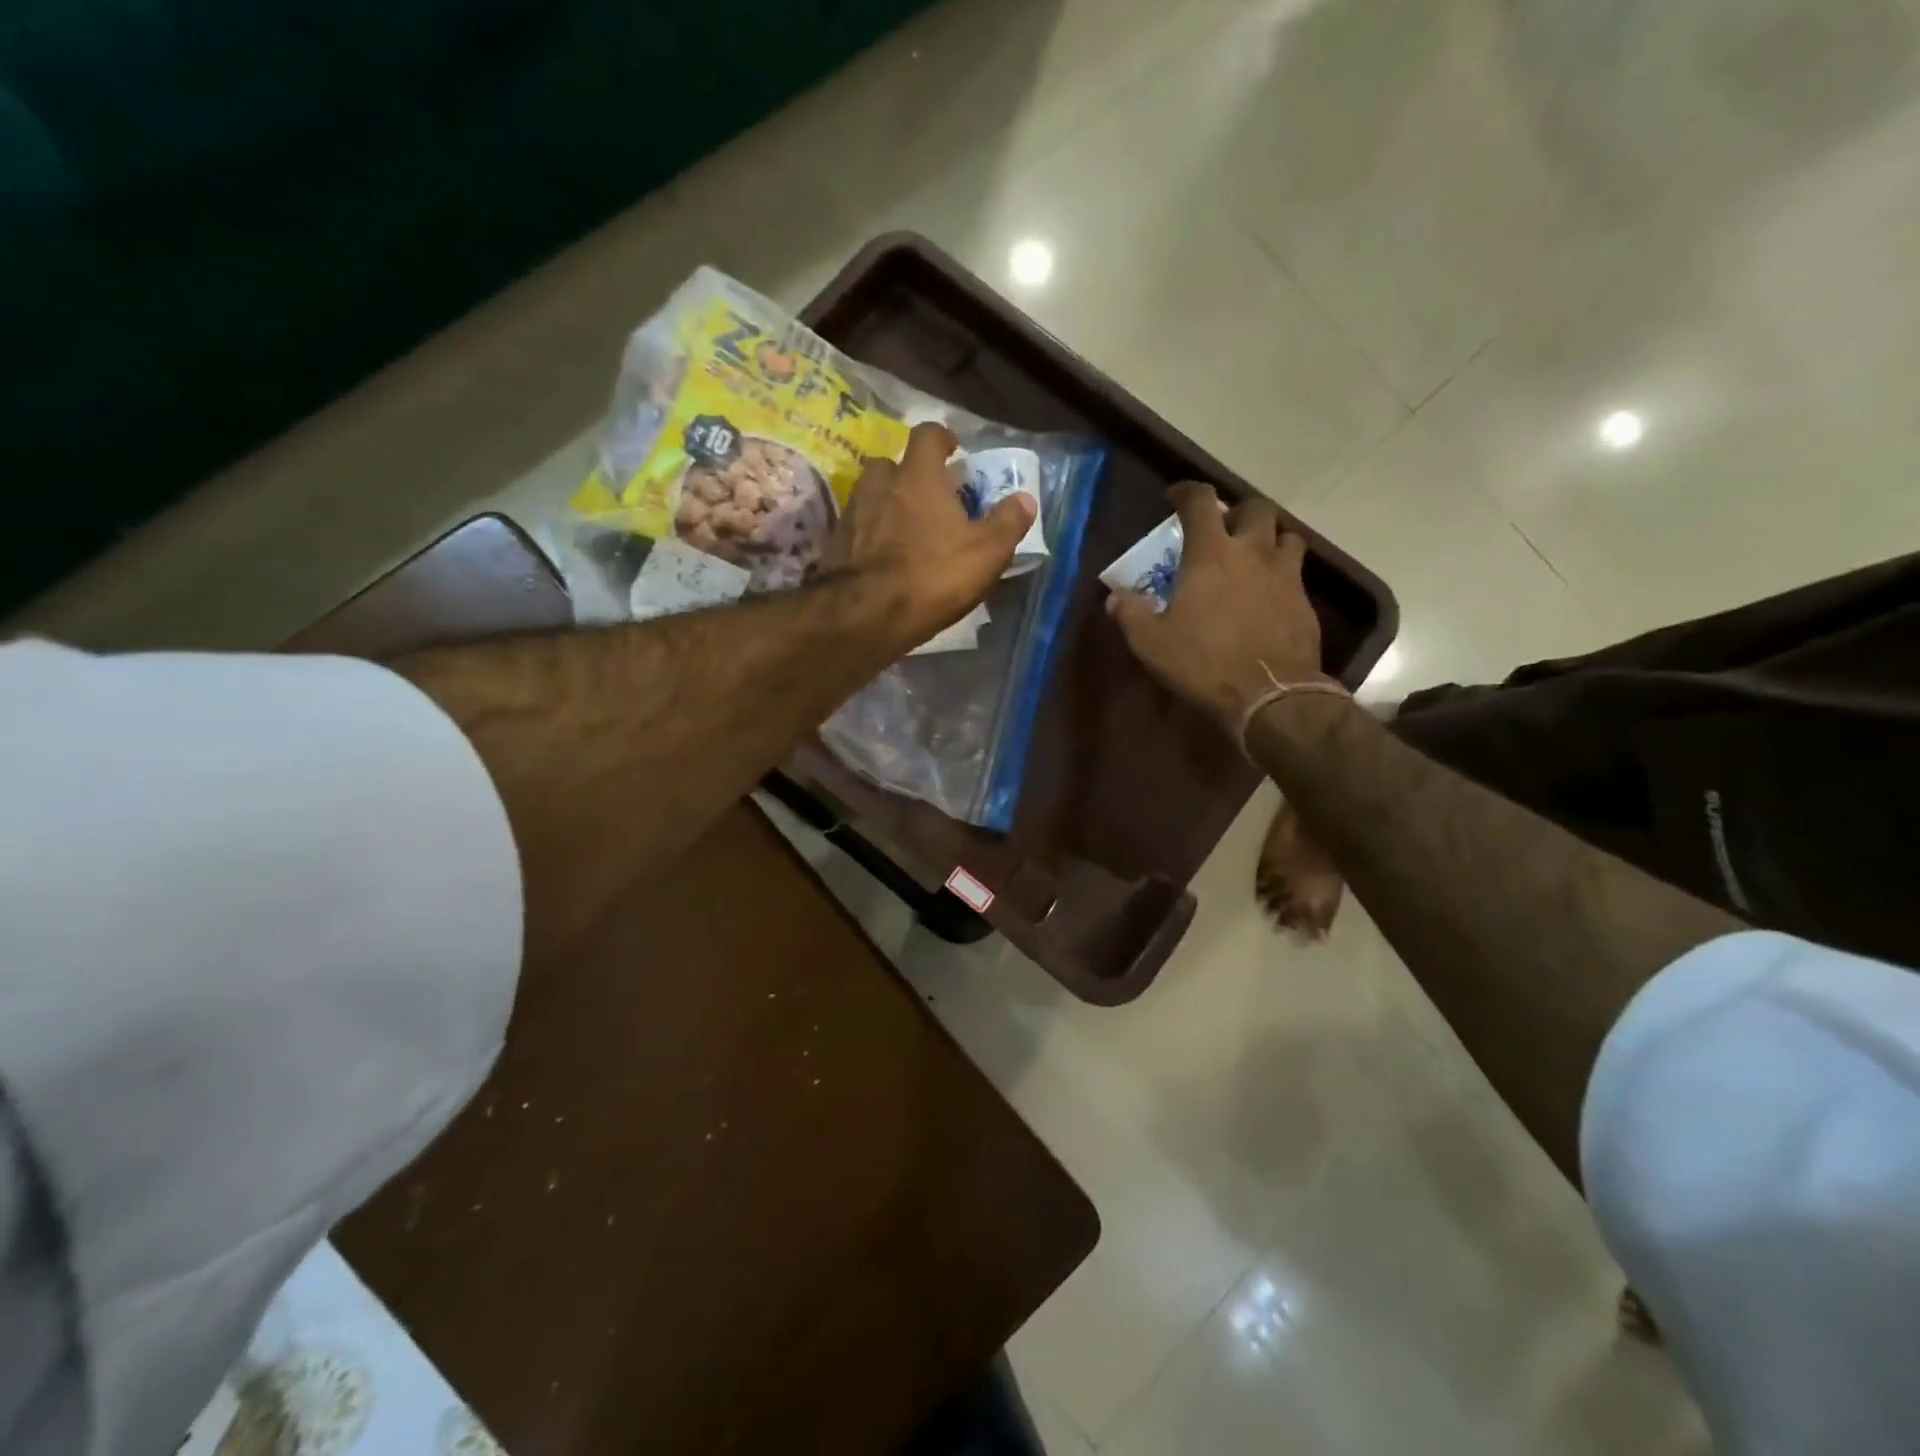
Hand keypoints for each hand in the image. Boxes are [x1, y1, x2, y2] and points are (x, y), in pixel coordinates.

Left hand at [822, 422, 1036, 644]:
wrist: (866, 615)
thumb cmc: (932, 576)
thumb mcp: (986, 553)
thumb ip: (1007, 523)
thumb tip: (1025, 499)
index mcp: (918, 477)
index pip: (927, 435)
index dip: (941, 438)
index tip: (952, 450)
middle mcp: (880, 485)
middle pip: (890, 463)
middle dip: (906, 474)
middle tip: (925, 496)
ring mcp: (852, 514)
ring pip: (868, 494)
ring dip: (885, 503)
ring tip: (902, 527)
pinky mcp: (835, 545)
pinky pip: (854, 529)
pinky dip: (867, 535)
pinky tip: (880, 557)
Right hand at [1106, 482, 1324, 732]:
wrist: (1270, 695)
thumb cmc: (1204, 663)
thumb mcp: (1152, 643)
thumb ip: (1132, 614)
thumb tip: (1115, 597)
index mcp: (1211, 554)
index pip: (1201, 502)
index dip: (1186, 492)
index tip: (1175, 497)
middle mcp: (1253, 553)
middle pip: (1255, 508)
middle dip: (1237, 511)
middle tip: (1222, 528)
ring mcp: (1285, 575)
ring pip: (1286, 536)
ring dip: (1269, 538)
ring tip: (1253, 556)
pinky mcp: (1305, 602)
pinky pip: (1296, 573)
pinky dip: (1281, 573)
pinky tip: (1268, 595)